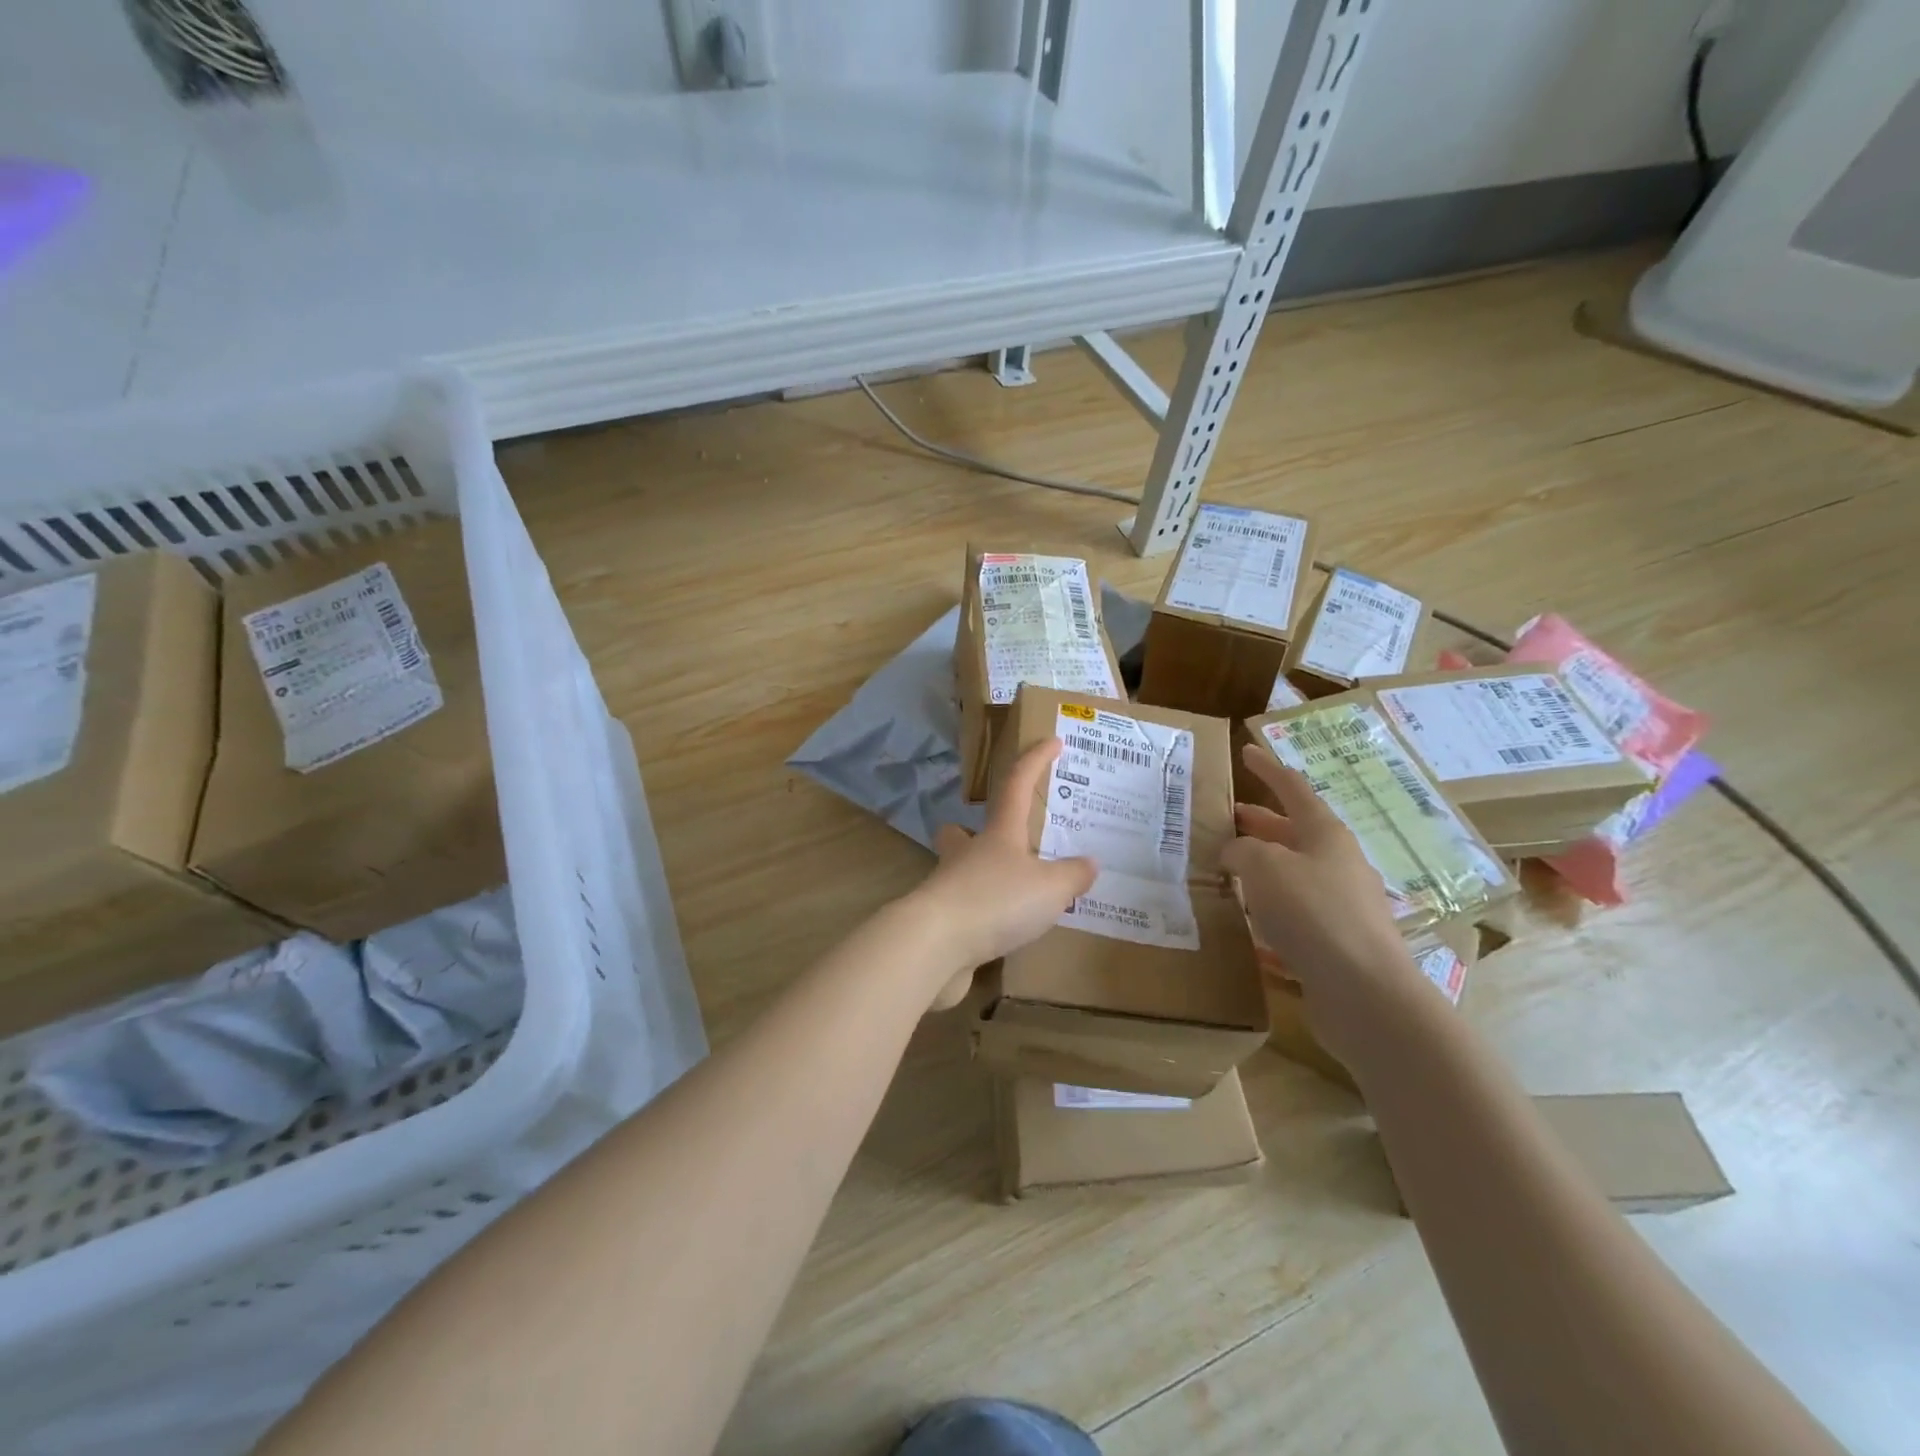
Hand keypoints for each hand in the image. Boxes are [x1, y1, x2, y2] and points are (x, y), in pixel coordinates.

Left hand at [915, 738, 1097, 1010]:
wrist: (935, 945)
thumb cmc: (996, 901)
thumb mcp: (1050, 888)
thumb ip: (1072, 875)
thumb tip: (1089, 863)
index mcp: (998, 834)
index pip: (1017, 784)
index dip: (1035, 760)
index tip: (1051, 741)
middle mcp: (967, 854)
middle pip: (960, 830)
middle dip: (971, 829)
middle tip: (997, 839)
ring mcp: (947, 887)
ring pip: (957, 870)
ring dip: (977, 874)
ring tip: (1008, 892)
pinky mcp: (940, 922)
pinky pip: (962, 910)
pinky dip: (979, 915)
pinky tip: (1000, 932)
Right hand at [1224, 744, 1427, 1053]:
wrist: (1364, 991)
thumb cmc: (1313, 911)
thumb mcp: (1264, 866)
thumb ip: (1241, 851)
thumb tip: (1234, 853)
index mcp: (1326, 834)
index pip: (1293, 789)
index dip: (1267, 769)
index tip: (1246, 751)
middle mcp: (1338, 864)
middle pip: (1294, 833)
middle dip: (1261, 823)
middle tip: (1228, 817)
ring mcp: (1342, 905)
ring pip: (1294, 874)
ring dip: (1263, 868)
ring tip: (1228, 870)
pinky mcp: (1337, 942)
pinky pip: (1297, 914)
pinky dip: (1271, 909)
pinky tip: (1248, 923)